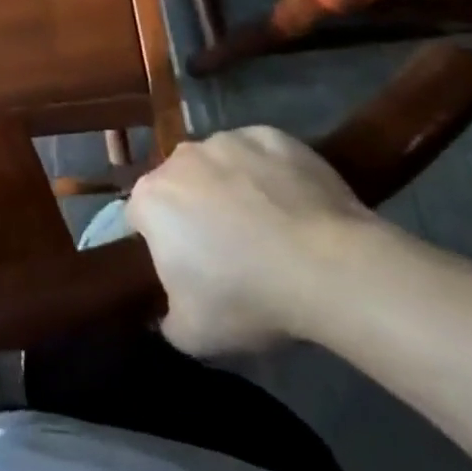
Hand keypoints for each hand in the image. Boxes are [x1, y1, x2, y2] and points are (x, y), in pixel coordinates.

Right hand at [126, 127, 374, 357]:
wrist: (331, 268)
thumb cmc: (249, 297)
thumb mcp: (193, 334)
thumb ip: (165, 320)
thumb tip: (164, 314)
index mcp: (151, 198)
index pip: (141, 218)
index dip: (162, 244)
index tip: (189, 270)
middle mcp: (180, 158)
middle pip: (179, 185)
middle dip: (195, 210)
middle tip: (230, 252)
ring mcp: (227, 140)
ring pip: (219, 166)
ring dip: (231, 188)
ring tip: (269, 230)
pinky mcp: (271, 136)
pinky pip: (261, 155)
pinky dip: (269, 174)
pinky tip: (294, 207)